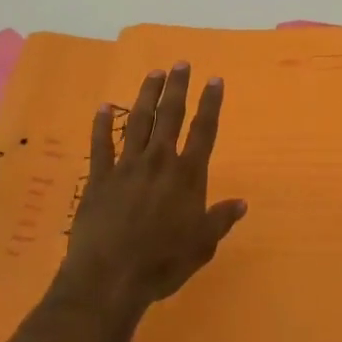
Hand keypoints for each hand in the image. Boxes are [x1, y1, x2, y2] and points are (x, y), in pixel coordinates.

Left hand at [59, 63, 247, 322]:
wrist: (111, 278)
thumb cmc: (162, 264)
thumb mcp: (202, 246)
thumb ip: (220, 220)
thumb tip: (242, 202)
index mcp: (187, 176)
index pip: (203, 131)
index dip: (210, 103)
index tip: (214, 79)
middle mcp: (159, 161)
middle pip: (170, 116)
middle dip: (177, 88)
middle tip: (181, 64)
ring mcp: (126, 166)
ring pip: (138, 122)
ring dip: (147, 96)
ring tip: (153, 74)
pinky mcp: (99, 178)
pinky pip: (100, 145)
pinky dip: (101, 125)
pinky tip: (103, 107)